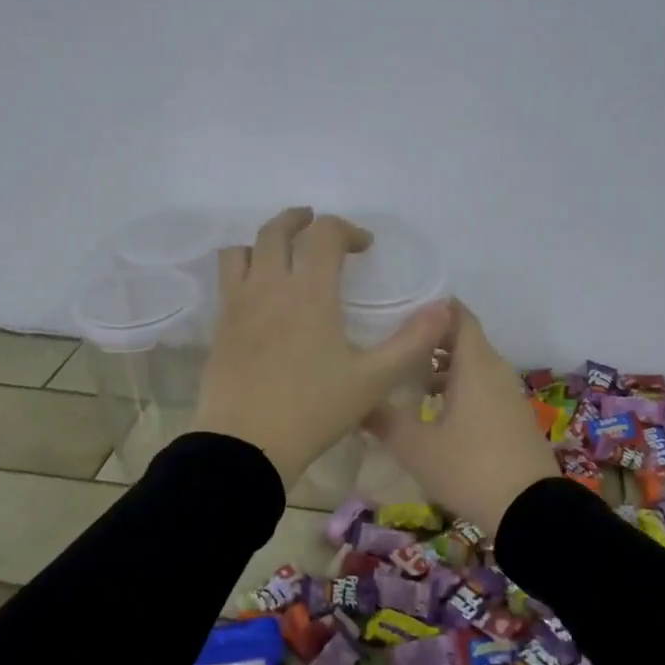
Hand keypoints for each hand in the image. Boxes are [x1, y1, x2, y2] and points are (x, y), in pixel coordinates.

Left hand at [192, 208, 450, 487]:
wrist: (246, 444)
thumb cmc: (314, 410)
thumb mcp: (374, 380)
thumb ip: (412, 342)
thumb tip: (445, 308)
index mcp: (310, 293)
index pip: (325, 234)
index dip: (347, 229)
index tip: (364, 247)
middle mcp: (270, 287)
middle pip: (276, 230)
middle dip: (299, 220)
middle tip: (315, 224)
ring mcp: (238, 305)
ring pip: (242, 250)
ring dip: (263, 241)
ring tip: (280, 253)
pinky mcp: (219, 326)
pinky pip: (226, 279)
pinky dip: (243, 269)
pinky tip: (259, 294)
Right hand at [365, 301, 560, 532]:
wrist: (531, 511)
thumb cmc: (469, 468)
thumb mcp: (415, 447)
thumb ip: (382, 419)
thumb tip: (357, 401)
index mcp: (475, 364)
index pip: (457, 313)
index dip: (429, 307)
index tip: (397, 310)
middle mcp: (495, 370)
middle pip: (462, 338)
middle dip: (428, 338)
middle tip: (392, 344)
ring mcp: (508, 394)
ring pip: (472, 365)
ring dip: (442, 367)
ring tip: (405, 379)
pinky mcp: (513, 416)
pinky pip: (482, 387)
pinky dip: (458, 388)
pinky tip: (433, 412)